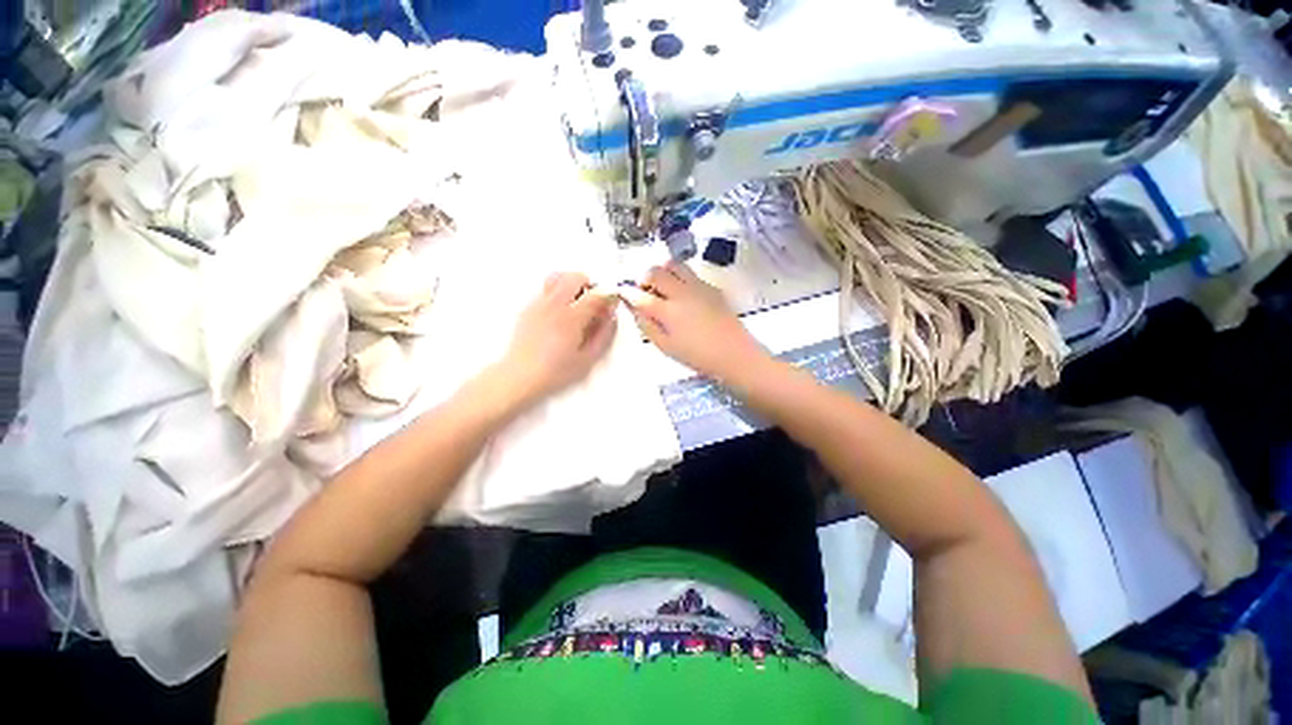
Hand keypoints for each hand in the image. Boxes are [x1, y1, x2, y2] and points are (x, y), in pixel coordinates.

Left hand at [492, 272, 617, 408]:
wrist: (520, 375)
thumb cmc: (555, 371)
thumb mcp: (588, 359)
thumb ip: (604, 335)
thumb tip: (611, 317)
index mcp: (571, 317)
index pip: (596, 295)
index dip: (608, 296)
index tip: (612, 303)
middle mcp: (554, 305)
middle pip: (575, 277)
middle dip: (589, 284)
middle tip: (594, 300)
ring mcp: (539, 304)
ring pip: (557, 277)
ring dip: (571, 284)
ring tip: (577, 301)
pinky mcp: (528, 308)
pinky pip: (545, 289)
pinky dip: (557, 293)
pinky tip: (560, 312)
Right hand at [624, 262, 768, 383]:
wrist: (735, 354)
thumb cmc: (697, 356)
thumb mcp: (666, 347)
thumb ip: (647, 326)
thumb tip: (635, 310)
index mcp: (668, 312)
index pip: (640, 295)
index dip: (627, 292)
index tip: (621, 291)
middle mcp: (682, 293)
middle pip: (656, 272)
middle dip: (644, 277)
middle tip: (644, 290)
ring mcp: (698, 286)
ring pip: (674, 265)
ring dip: (662, 271)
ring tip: (662, 287)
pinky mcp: (711, 287)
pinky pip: (690, 273)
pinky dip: (679, 277)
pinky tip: (682, 294)